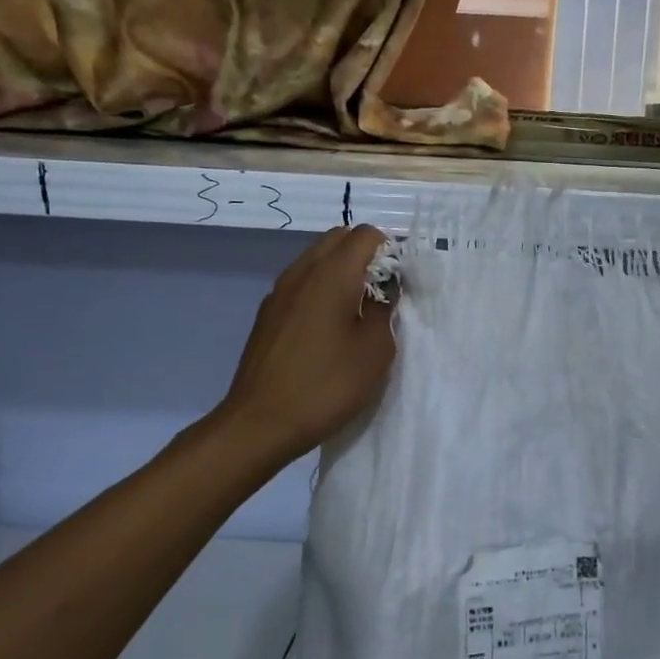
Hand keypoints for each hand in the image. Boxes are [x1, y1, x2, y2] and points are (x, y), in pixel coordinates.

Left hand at [217, 225, 396, 465]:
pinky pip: (300, 285)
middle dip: (364, 255)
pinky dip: (320, 291)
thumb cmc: (327, 385)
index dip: (389, 251)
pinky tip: (328, 329)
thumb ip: (384, 310)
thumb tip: (383, 289)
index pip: (365, 235)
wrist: (260, 423)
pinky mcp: (267, 315)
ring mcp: (278, 293)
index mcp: (331, 274)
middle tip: (381, 294)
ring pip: (316, 260)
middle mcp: (301, 272)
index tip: (399, 284)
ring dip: (341, 273)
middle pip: (337, 239)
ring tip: (357, 312)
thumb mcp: (374, 351)